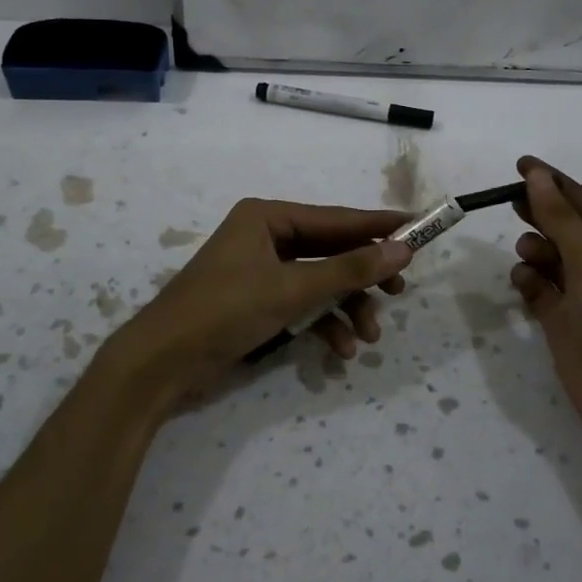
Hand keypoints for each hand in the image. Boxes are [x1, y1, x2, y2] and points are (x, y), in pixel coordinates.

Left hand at [100, 199, 412, 408]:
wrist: (161, 363)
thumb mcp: (292, 290)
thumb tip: (403, 250)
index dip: (379, 225)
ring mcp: (260, 271)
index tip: (420, 227)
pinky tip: (339, 351)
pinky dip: (322, 324)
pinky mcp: (257, 302)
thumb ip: (349, 271)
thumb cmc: (225, 311)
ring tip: (367, 337)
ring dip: (345, 308)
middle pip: (330, 251)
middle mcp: (266, 236)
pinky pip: (301, 304)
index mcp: (268, 217)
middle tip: (399, 292)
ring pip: (319, 282)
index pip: (336, 218)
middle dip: (362, 277)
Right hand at [509, 155, 581, 458]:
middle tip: (508, 199)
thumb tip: (537, 176)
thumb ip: (561, 218)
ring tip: (529, 255)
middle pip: (568, 229)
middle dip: (541, 214)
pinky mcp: (566, 322)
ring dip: (537, 251)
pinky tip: (524, 282)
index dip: (555, 183)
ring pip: (552, 259)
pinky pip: (542, 289)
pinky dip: (530, 281)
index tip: (521, 164)